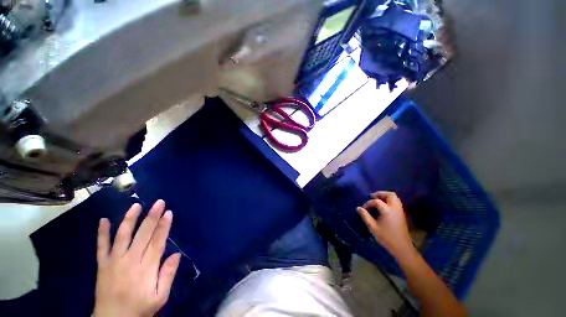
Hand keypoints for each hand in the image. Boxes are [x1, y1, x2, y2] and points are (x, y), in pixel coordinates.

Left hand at [94, 200, 180, 316]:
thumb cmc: (140, 308)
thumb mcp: (160, 296)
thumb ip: (168, 275)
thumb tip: (177, 254)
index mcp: (146, 268)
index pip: (157, 242)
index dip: (163, 226)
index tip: (169, 212)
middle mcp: (130, 260)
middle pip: (143, 234)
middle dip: (152, 217)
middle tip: (159, 202)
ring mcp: (114, 261)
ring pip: (122, 236)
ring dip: (130, 219)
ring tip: (136, 205)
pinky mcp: (102, 264)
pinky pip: (101, 246)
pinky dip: (102, 233)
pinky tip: (103, 220)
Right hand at [356, 191, 413, 257]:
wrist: (402, 247)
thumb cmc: (386, 237)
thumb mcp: (372, 227)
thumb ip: (365, 216)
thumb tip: (358, 208)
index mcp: (387, 210)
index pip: (376, 201)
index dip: (368, 203)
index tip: (363, 208)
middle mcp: (395, 208)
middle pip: (390, 195)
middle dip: (380, 194)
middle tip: (372, 197)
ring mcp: (400, 211)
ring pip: (394, 197)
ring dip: (385, 196)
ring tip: (377, 200)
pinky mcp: (402, 214)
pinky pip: (396, 202)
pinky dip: (389, 200)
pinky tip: (383, 206)